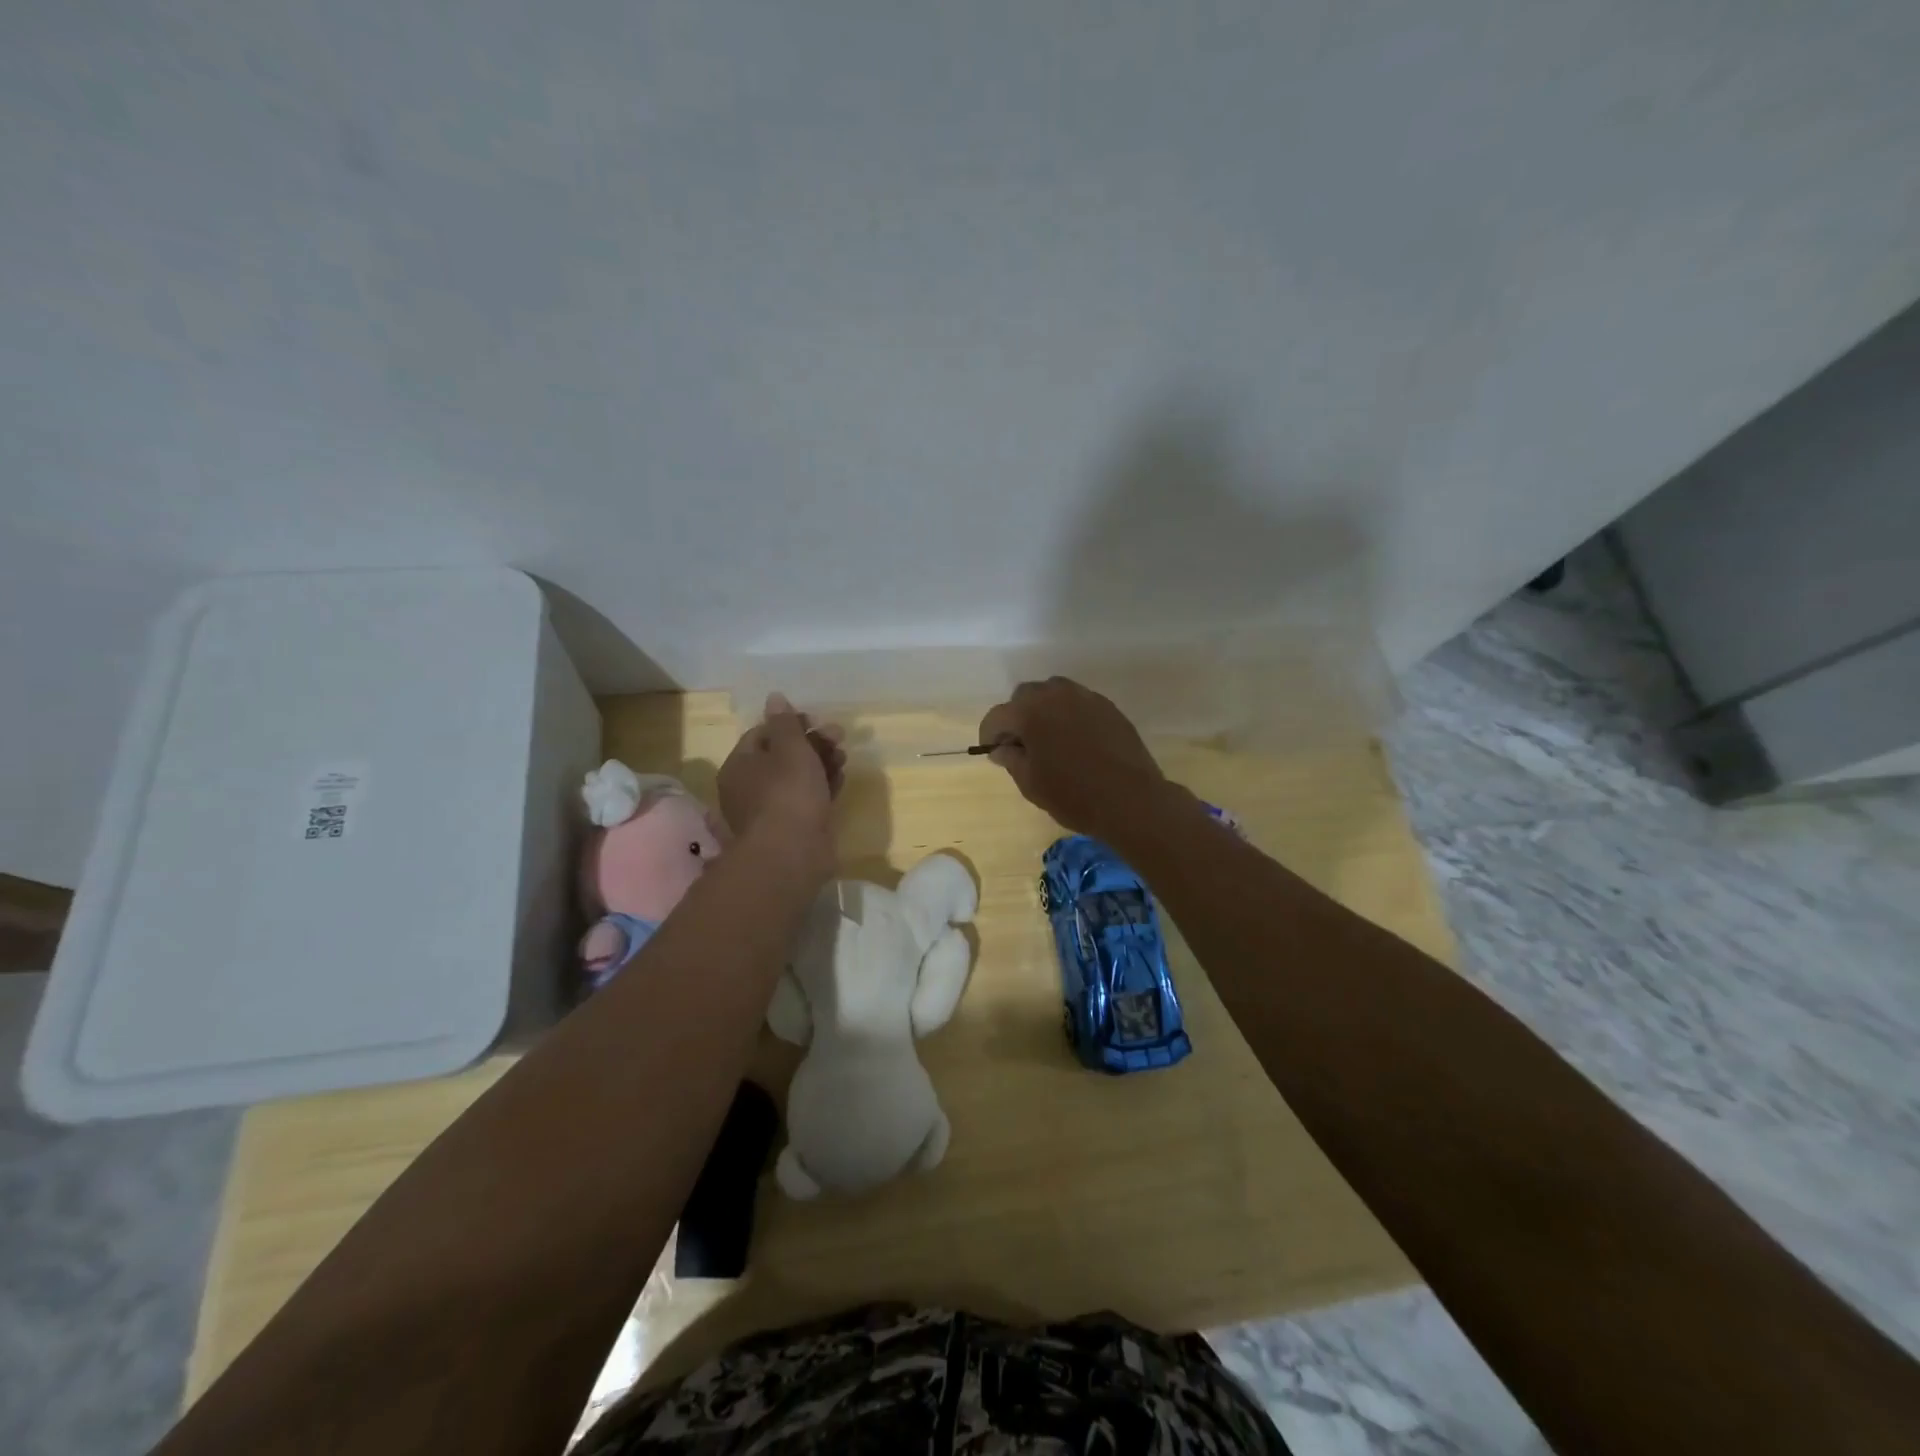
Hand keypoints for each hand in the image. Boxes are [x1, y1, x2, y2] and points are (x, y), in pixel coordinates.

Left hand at [717, 693, 845, 875]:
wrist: (792, 854)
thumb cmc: (788, 793)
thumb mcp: (790, 749)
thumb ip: (785, 723)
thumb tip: (774, 697)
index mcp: (740, 764)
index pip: (763, 733)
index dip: (791, 723)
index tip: (817, 721)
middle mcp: (750, 786)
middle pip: (782, 755)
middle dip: (812, 743)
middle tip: (839, 737)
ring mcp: (771, 809)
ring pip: (797, 778)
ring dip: (821, 763)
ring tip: (844, 758)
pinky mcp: (792, 827)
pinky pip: (807, 799)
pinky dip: (823, 787)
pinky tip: (841, 779)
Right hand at [978, 677, 1176, 843]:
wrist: (1130, 800)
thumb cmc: (1073, 795)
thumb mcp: (1031, 783)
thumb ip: (1012, 759)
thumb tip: (1002, 748)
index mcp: (1030, 712)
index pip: (997, 716)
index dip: (989, 734)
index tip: (991, 751)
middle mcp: (1056, 695)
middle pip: (1025, 696)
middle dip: (1017, 716)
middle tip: (1020, 744)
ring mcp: (1085, 697)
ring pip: (1054, 692)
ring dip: (1044, 709)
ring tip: (1048, 738)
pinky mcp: (1108, 707)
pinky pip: (1079, 702)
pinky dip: (1069, 714)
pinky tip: (1075, 740)